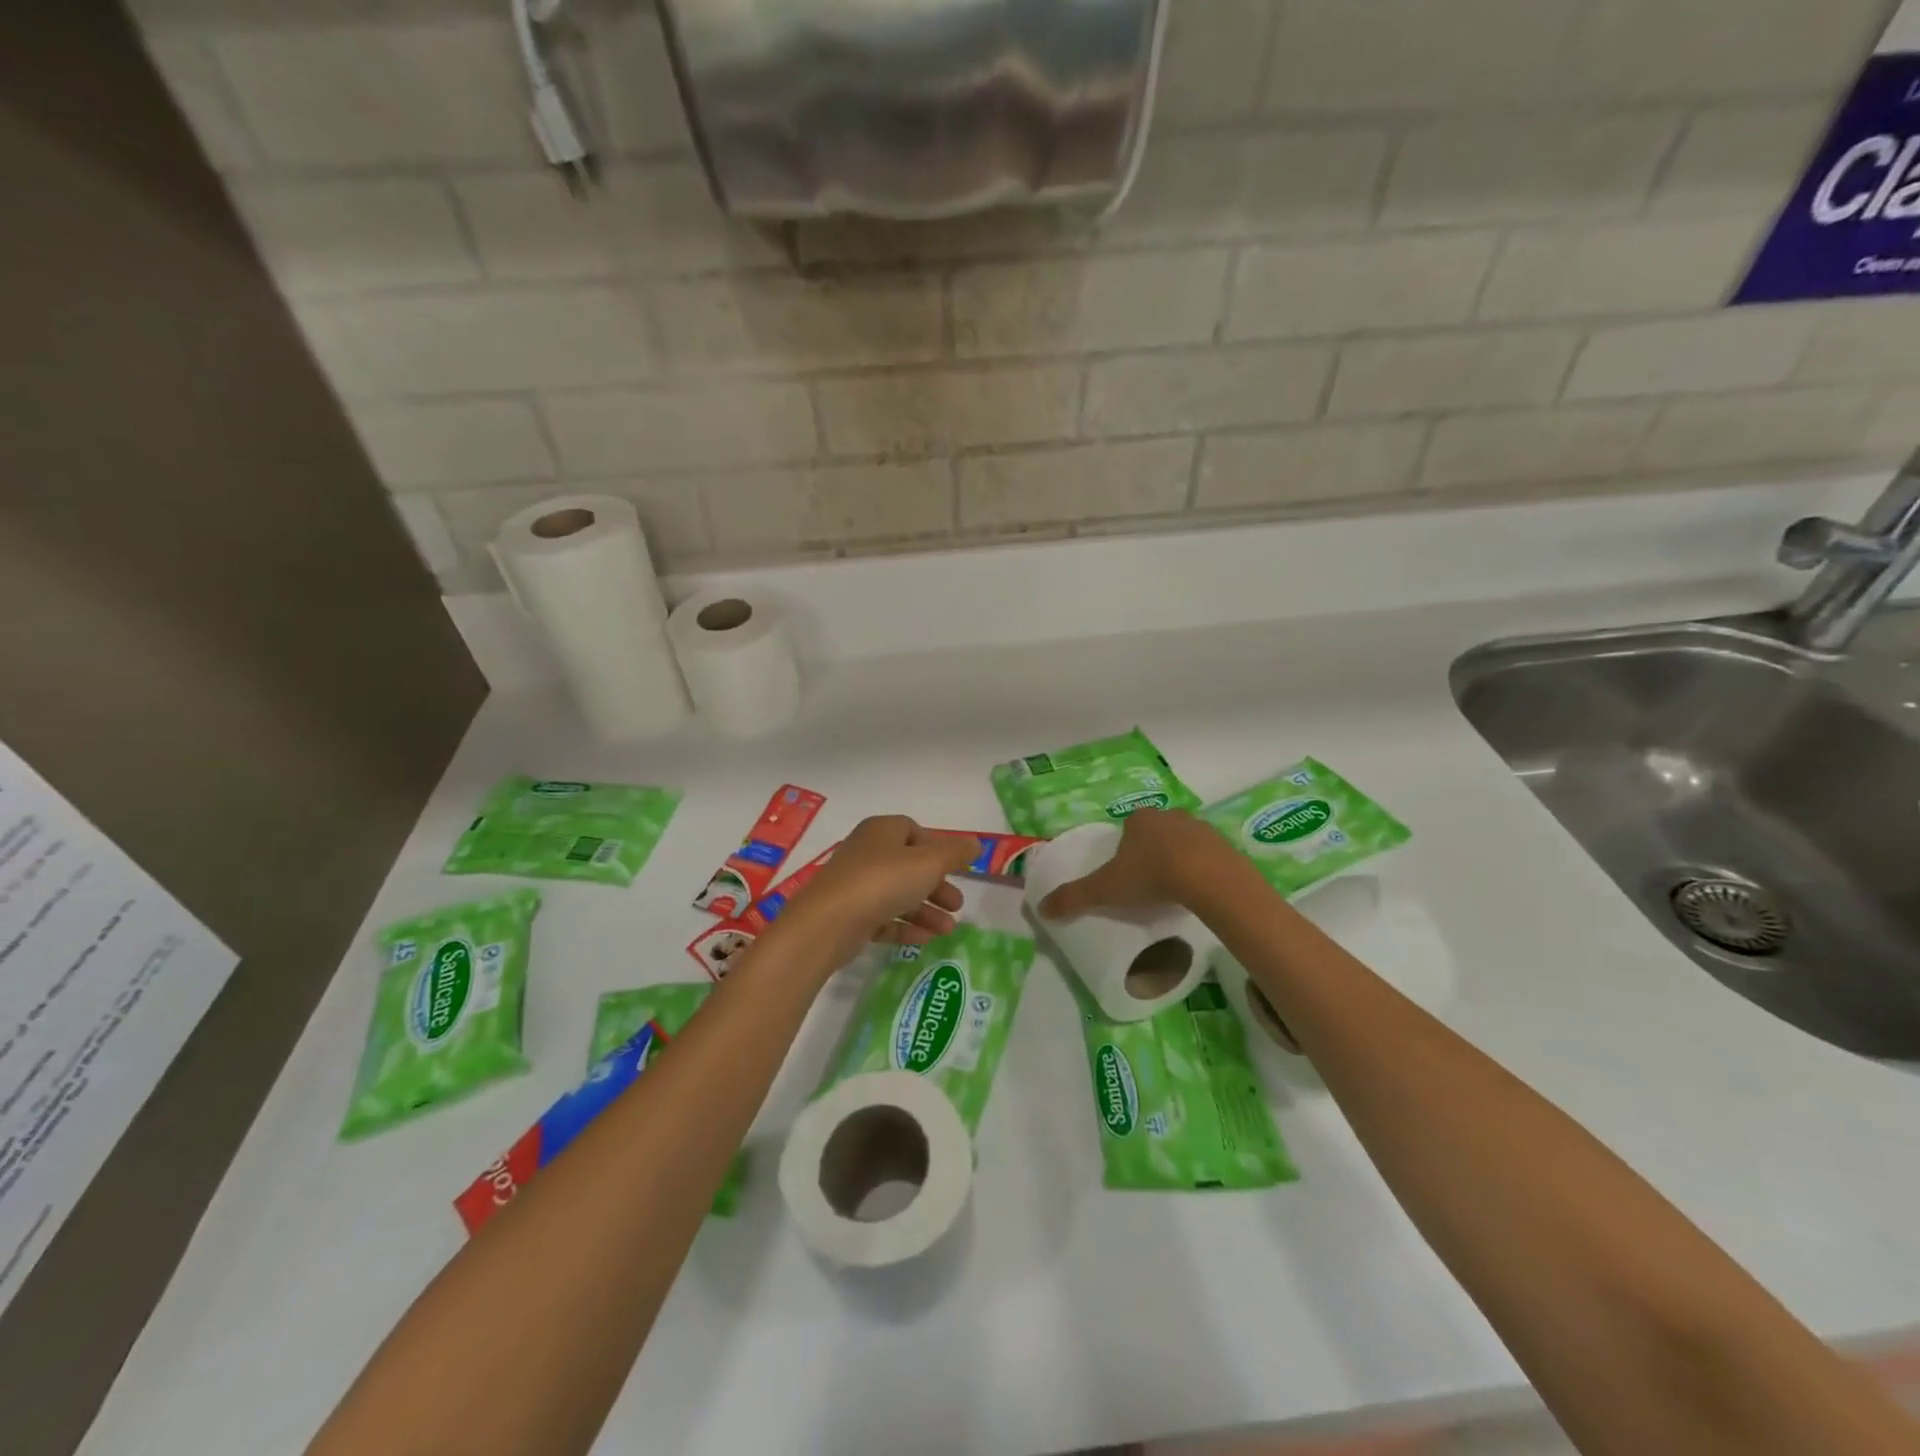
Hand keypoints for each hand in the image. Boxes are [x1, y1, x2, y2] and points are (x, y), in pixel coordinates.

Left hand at [776, 817, 978, 967]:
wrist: (829, 922)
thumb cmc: (884, 880)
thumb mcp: (929, 862)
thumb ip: (955, 853)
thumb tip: (975, 844)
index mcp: (882, 831)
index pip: (913, 831)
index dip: (937, 848)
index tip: (956, 868)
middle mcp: (867, 853)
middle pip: (909, 866)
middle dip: (936, 886)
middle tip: (957, 905)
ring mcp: (855, 885)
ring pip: (898, 894)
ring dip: (926, 911)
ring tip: (948, 931)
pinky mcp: (848, 915)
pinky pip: (883, 918)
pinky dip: (904, 927)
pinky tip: (924, 941)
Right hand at [1037, 808, 1239, 917]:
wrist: (1209, 878)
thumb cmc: (1151, 875)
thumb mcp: (1106, 889)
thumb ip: (1074, 897)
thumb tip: (1042, 908)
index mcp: (1139, 819)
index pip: (1128, 827)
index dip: (1125, 848)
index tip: (1126, 872)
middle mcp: (1169, 815)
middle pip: (1157, 831)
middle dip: (1152, 850)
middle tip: (1149, 882)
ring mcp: (1201, 828)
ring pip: (1184, 841)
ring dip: (1179, 858)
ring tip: (1175, 889)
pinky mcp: (1225, 844)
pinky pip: (1209, 855)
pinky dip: (1203, 868)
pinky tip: (1200, 890)